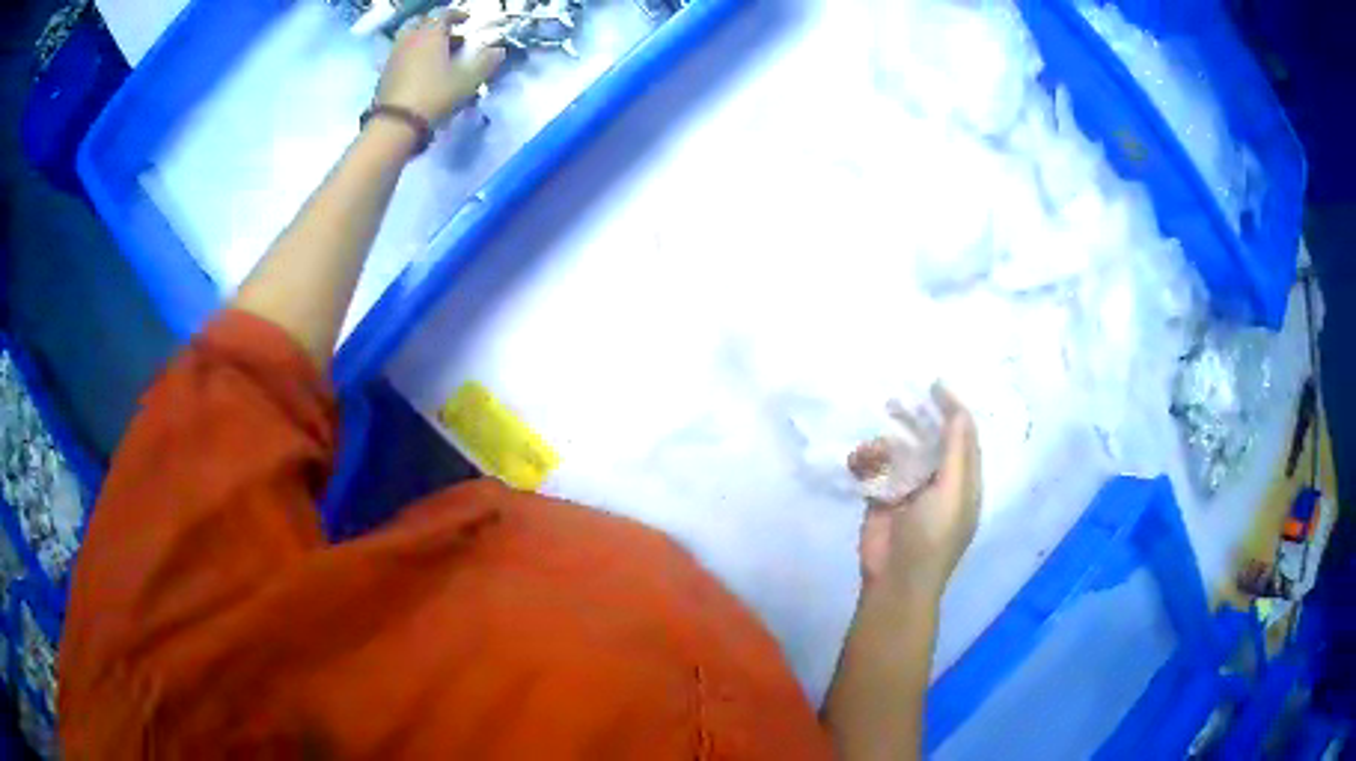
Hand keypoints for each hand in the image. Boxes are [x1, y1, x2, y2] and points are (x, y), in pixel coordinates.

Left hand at [375, 10, 506, 123]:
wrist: (395, 125)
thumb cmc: (434, 95)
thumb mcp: (468, 79)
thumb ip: (485, 62)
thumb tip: (498, 50)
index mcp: (429, 33)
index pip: (442, 13)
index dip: (456, 14)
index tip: (466, 21)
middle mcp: (409, 40)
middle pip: (420, 22)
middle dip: (435, 26)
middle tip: (449, 36)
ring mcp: (393, 57)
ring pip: (409, 39)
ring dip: (423, 42)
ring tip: (438, 56)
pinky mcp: (384, 76)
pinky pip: (400, 57)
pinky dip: (412, 57)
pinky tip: (422, 73)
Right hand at [848, 385, 980, 598]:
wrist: (895, 580)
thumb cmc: (932, 537)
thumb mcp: (953, 492)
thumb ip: (956, 450)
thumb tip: (957, 409)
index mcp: (964, 480)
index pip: (964, 436)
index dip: (953, 409)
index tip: (935, 385)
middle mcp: (940, 479)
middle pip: (932, 439)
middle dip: (919, 417)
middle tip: (899, 396)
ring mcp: (910, 488)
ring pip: (904, 450)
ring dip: (892, 435)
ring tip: (880, 418)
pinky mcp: (883, 497)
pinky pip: (879, 467)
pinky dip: (871, 457)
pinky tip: (862, 455)